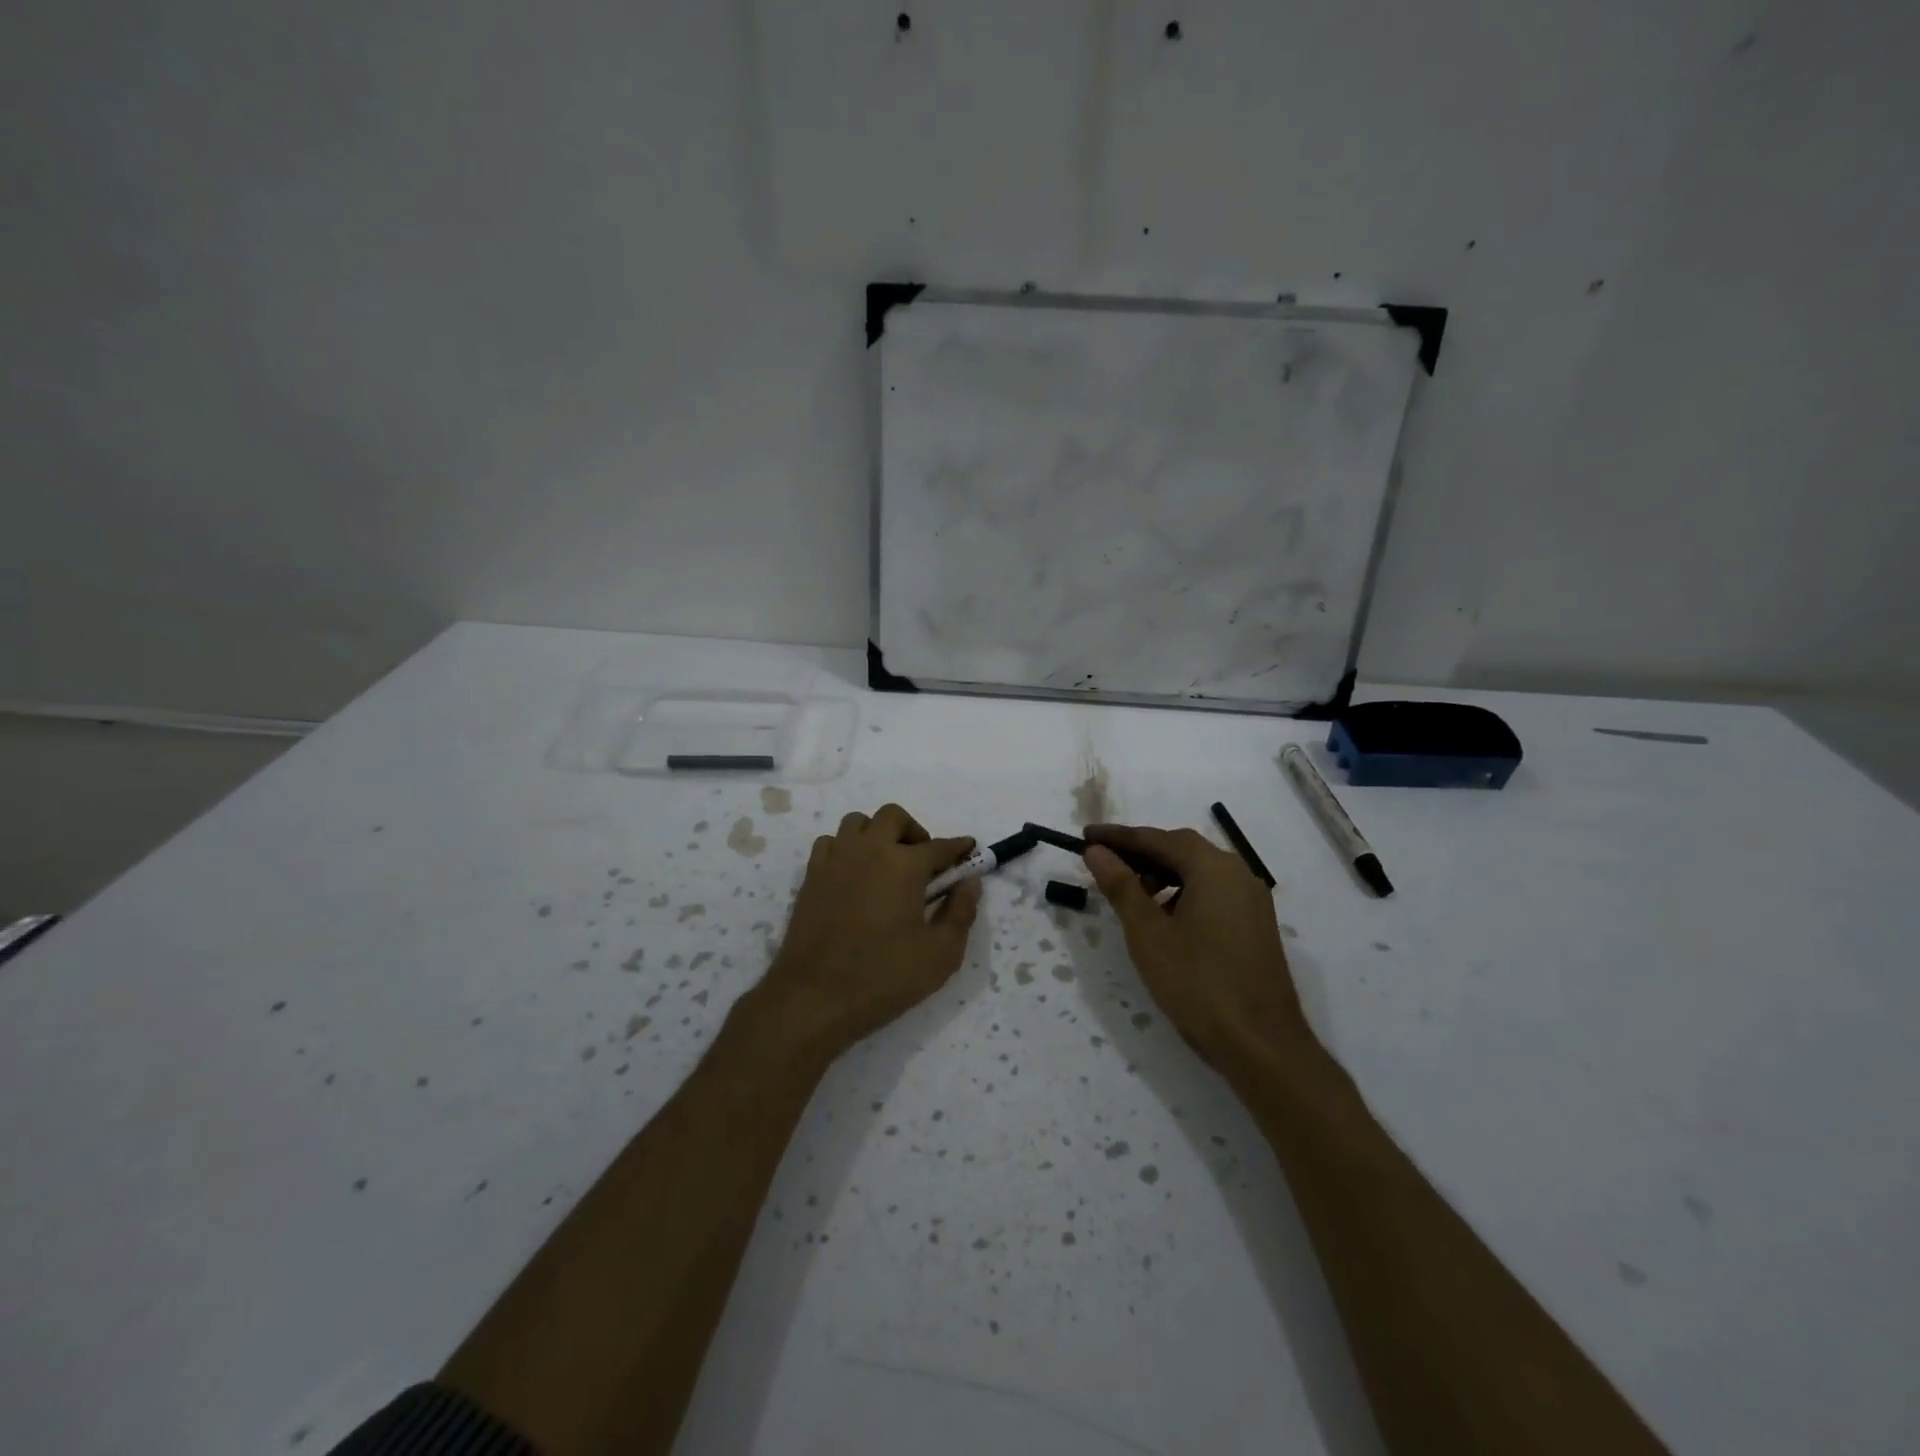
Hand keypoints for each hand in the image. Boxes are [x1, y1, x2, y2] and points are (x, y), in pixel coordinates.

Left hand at [754, 804, 979, 1060]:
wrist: (814, 998)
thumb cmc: (884, 977)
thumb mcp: (941, 954)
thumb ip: (961, 913)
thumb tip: (969, 883)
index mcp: (904, 865)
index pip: (939, 846)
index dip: (958, 847)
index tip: (969, 850)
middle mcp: (868, 850)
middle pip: (893, 817)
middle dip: (914, 831)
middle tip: (923, 862)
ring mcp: (835, 860)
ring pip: (857, 823)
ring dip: (877, 834)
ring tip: (886, 864)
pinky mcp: (811, 876)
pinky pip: (830, 843)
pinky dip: (846, 849)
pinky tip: (853, 875)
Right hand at [1083, 823, 1310, 1070]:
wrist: (1262, 1046)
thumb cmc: (1198, 984)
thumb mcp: (1148, 934)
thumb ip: (1121, 886)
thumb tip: (1097, 851)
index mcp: (1213, 868)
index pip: (1156, 839)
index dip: (1118, 837)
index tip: (1085, 837)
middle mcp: (1238, 873)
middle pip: (1181, 849)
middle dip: (1140, 853)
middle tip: (1103, 862)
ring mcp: (1251, 900)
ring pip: (1198, 872)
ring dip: (1161, 874)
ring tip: (1129, 894)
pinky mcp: (1255, 924)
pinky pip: (1212, 892)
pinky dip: (1182, 893)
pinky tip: (1163, 918)